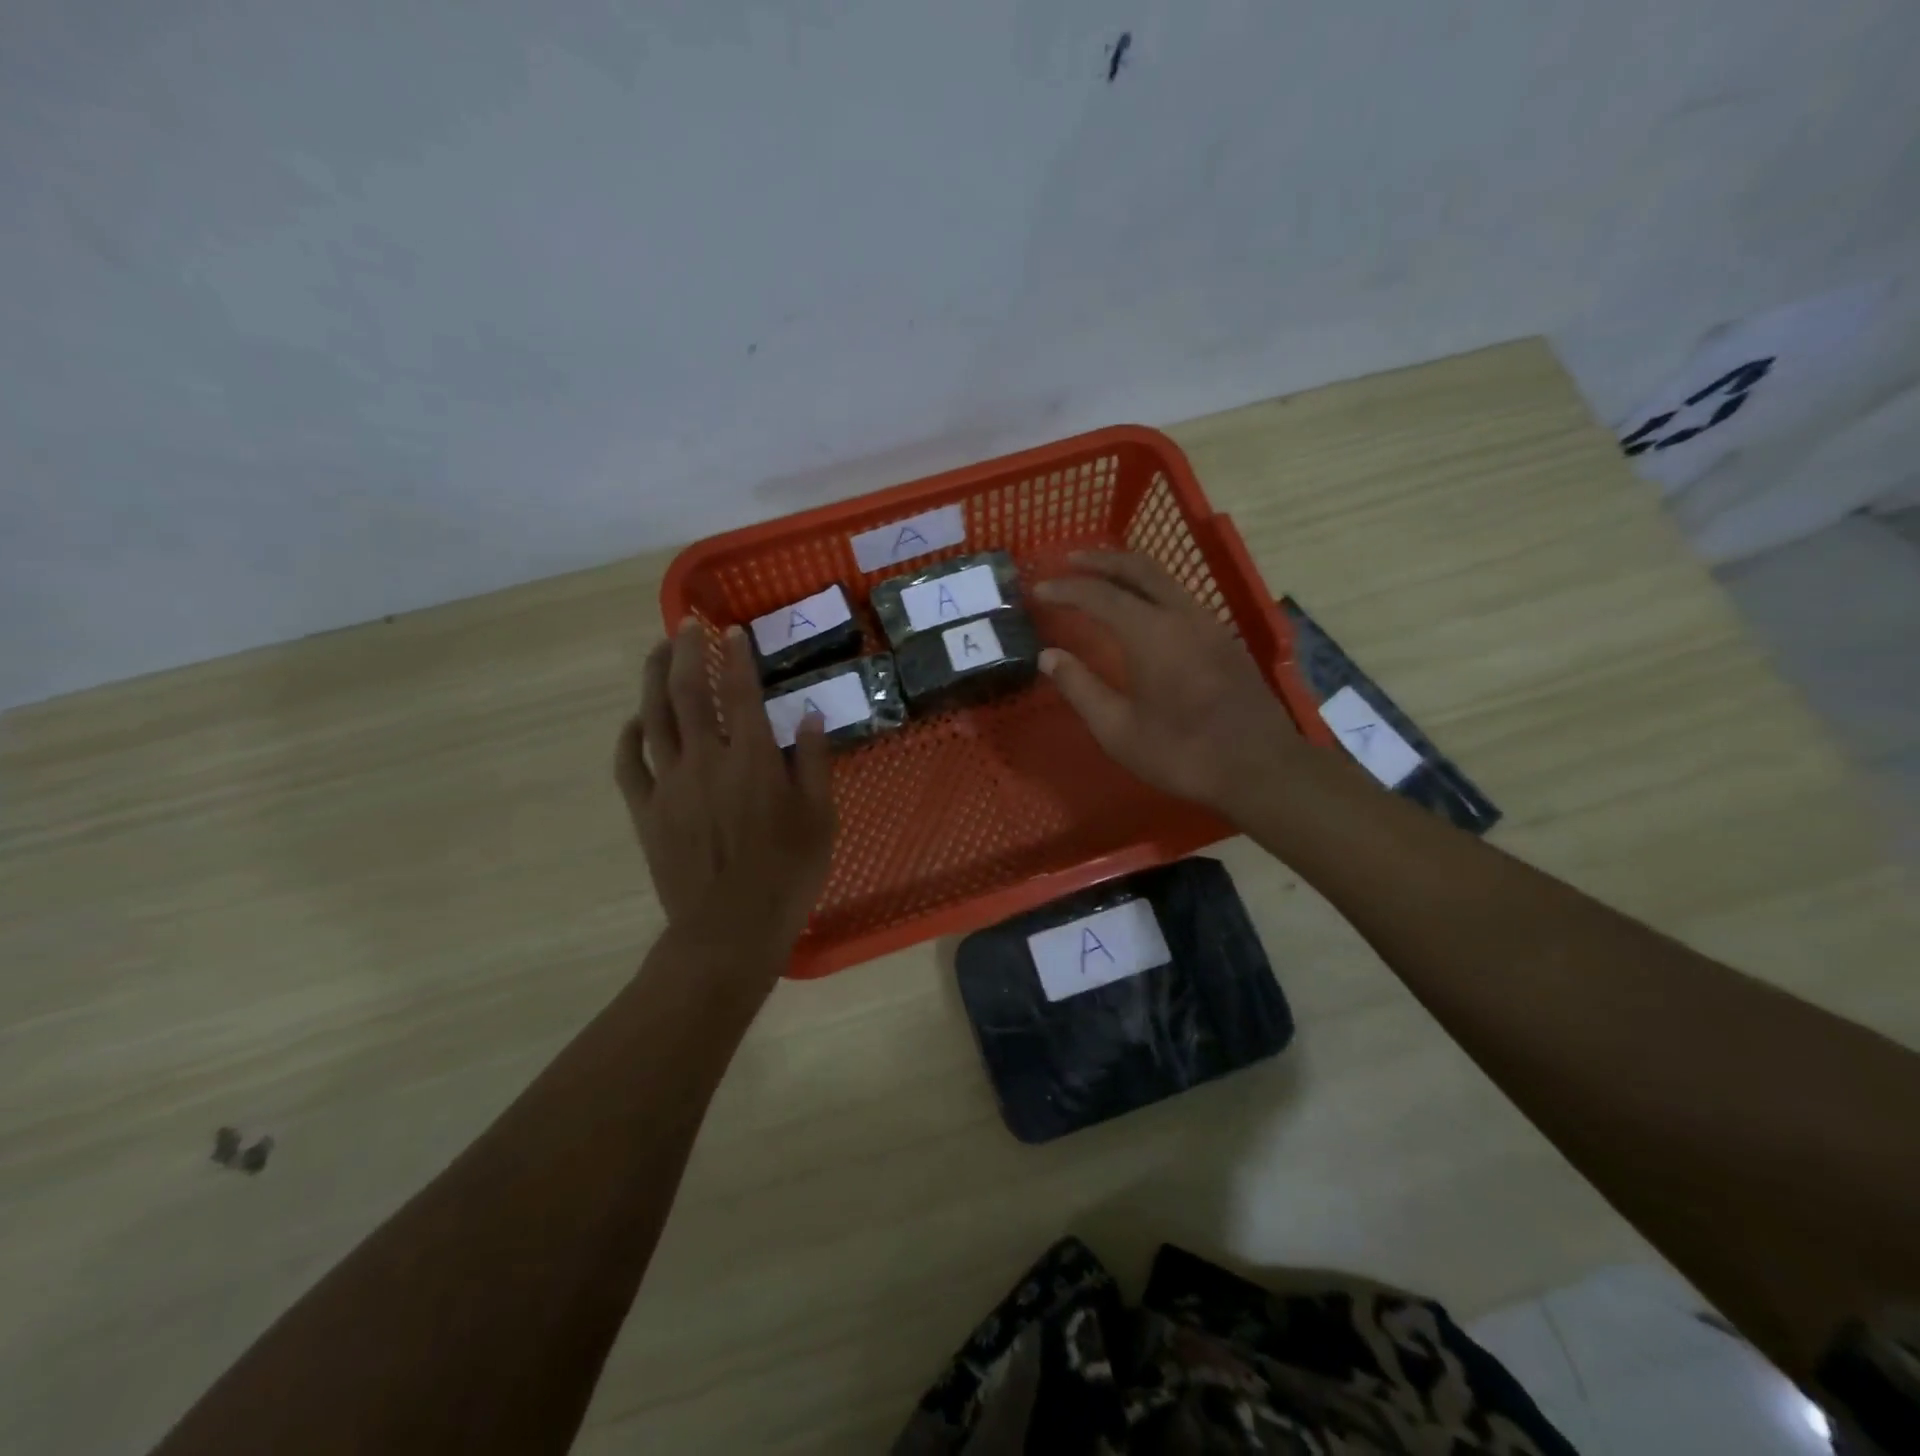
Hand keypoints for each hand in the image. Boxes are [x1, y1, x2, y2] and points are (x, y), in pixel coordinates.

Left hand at [615, 620, 835, 970]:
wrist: (728, 930)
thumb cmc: (787, 874)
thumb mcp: (821, 819)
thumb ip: (816, 764)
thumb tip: (811, 717)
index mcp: (752, 759)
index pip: (740, 691)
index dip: (736, 656)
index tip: (733, 631)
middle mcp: (705, 759)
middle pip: (686, 692)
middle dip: (686, 652)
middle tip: (687, 626)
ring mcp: (668, 784)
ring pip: (653, 718)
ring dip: (652, 679)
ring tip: (656, 651)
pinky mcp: (646, 811)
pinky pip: (628, 765)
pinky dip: (629, 737)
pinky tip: (634, 722)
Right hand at [1034, 550, 1303, 814]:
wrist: (1259, 767)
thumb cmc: (1181, 753)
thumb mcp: (1118, 730)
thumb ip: (1080, 687)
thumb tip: (1048, 656)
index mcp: (1150, 633)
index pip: (1099, 595)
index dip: (1065, 589)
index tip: (1039, 591)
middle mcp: (1181, 615)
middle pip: (1138, 568)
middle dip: (1100, 561)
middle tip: (1069, 561)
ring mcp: (1208, 624)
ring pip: (1164, 579)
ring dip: (1128, 572)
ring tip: (1100, 579)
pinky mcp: (1224, 639)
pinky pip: (1180, 598)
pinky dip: (1150, 590)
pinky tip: (1140, 610)